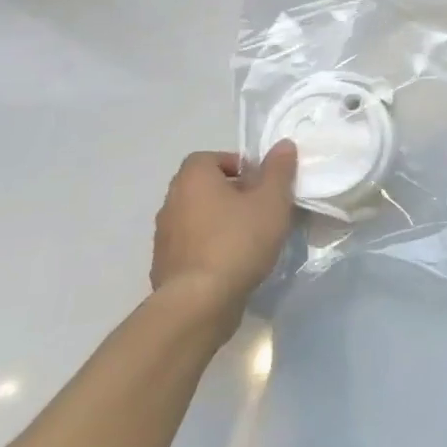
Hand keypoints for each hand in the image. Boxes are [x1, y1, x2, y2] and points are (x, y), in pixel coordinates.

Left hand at [150, 142, 297, 328]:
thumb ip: (278, 170)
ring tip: (249, 237)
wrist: (199, 302)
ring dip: (219, 220)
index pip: (207, 158)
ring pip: (196, 217)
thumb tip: (283, 145)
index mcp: (193, 180)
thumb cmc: (238, 240)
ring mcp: (164, 237)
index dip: (234, 164)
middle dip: (230, 192)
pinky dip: (209, 246)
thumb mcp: (272, 200)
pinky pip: (191, 245)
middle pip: (202, 187)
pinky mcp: (164, 266)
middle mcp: (171, 202)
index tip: (258, 182)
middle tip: (259, 207)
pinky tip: (232, 262)